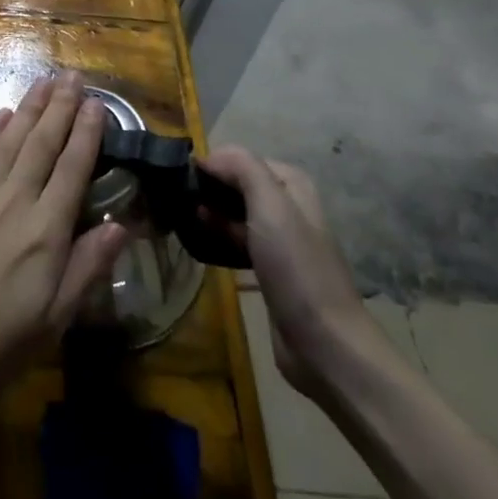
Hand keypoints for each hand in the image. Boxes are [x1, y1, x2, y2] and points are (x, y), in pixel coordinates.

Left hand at [0, 71, 129, 430]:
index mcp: (45, 232)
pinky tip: (2, 114)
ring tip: (44, 82)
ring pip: (9, 141)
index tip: (97, 104)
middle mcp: (13, 202)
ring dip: (29, 109)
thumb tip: (124, 225)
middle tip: (73, 76)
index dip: (87, 134)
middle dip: (60, 107)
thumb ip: (88, 267)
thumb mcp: (54, 320)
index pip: (72, 169)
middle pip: (41, 144)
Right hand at [198, 148, 388, 401]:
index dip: (214, 163)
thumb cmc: (296, 267)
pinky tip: (197, 242)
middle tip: (175, 197)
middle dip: (209, 187)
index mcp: (292, 186)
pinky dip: (218, 237)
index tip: (183, 177)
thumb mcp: (271, 206)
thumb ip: (243, 169)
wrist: (322, 342)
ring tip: (180, 217)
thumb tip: (209, 157)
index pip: (243, 159)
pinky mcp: (269, 269)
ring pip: (236, 213)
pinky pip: (237, 241)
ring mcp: (280, 240)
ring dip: (211, 213)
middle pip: (239, 185)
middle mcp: (288, 208)